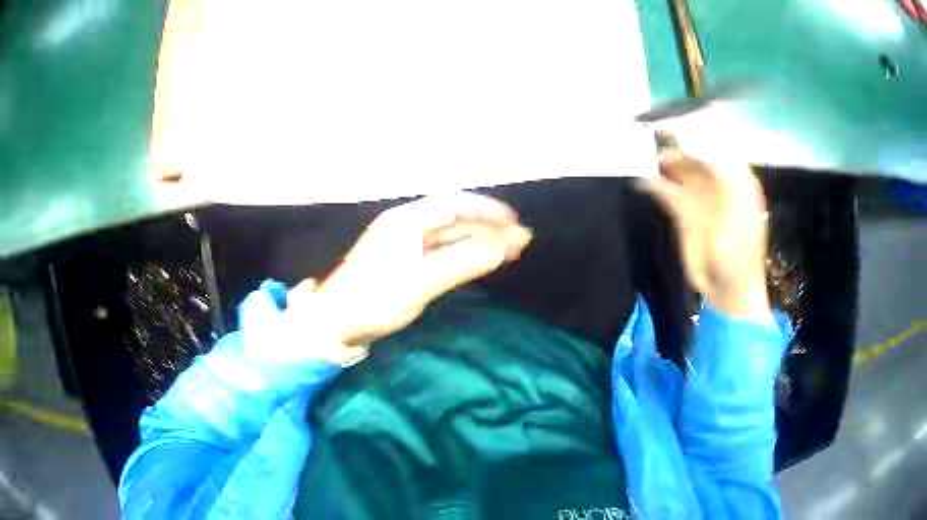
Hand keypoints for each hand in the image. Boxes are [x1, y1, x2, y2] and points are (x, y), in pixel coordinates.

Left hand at [291, 193, 531, 346]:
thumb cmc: (373, 299)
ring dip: (479, 241)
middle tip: (521, 241)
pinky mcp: (406, 265)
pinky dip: (465, 255)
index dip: (488, 211)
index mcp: (406, 220)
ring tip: (511, 250)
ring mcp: (406, 246)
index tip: (516, 223)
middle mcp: (407, 226)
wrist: (335, 325)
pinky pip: (442, 253)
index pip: (455, 205)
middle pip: (455, 220)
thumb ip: (463, 262)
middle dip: (489, 227)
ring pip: (450, 237)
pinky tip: (481, 260)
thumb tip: (504, 247)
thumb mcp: (420, 282)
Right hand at [638, 133, 770, 319]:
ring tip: (639, 150)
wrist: (728, 287)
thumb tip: (695, 146)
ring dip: (660, 162)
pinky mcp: (682, 214)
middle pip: (692, 155)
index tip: (674, 121)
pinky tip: (640, 177)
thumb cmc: (739, 248)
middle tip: (650, 134)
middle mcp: (715, 182)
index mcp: (735, 177)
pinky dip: (652, 183)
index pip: (713, 144)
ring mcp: (698, 197)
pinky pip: (665, 191)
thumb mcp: (736, 206)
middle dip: (673, 144)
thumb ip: (718, 172)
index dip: (694, 131)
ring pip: (676, 171)